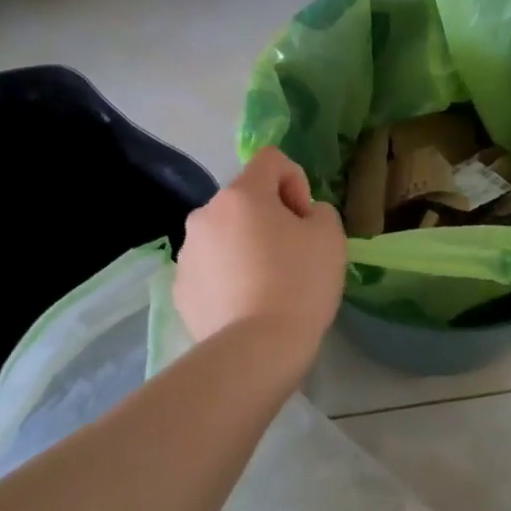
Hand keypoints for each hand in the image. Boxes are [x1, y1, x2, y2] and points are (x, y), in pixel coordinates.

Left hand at [174, 148, 346, 360]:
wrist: (256, 350)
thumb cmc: (299, 284)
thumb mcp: (330, 236)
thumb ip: (318, 210)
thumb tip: (300, 216)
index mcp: (241, 195)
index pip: (271, 160)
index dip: (296, 181)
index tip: (304, 220)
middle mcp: (205, 214)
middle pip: (245, 200)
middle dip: (270, 217)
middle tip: (293, 256)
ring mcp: (187, 253)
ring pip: (226, 235)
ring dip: (247, 247)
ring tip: (268, 286)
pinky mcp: (180, 288)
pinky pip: (211, 268)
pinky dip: (229, 277)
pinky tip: (246, 306)